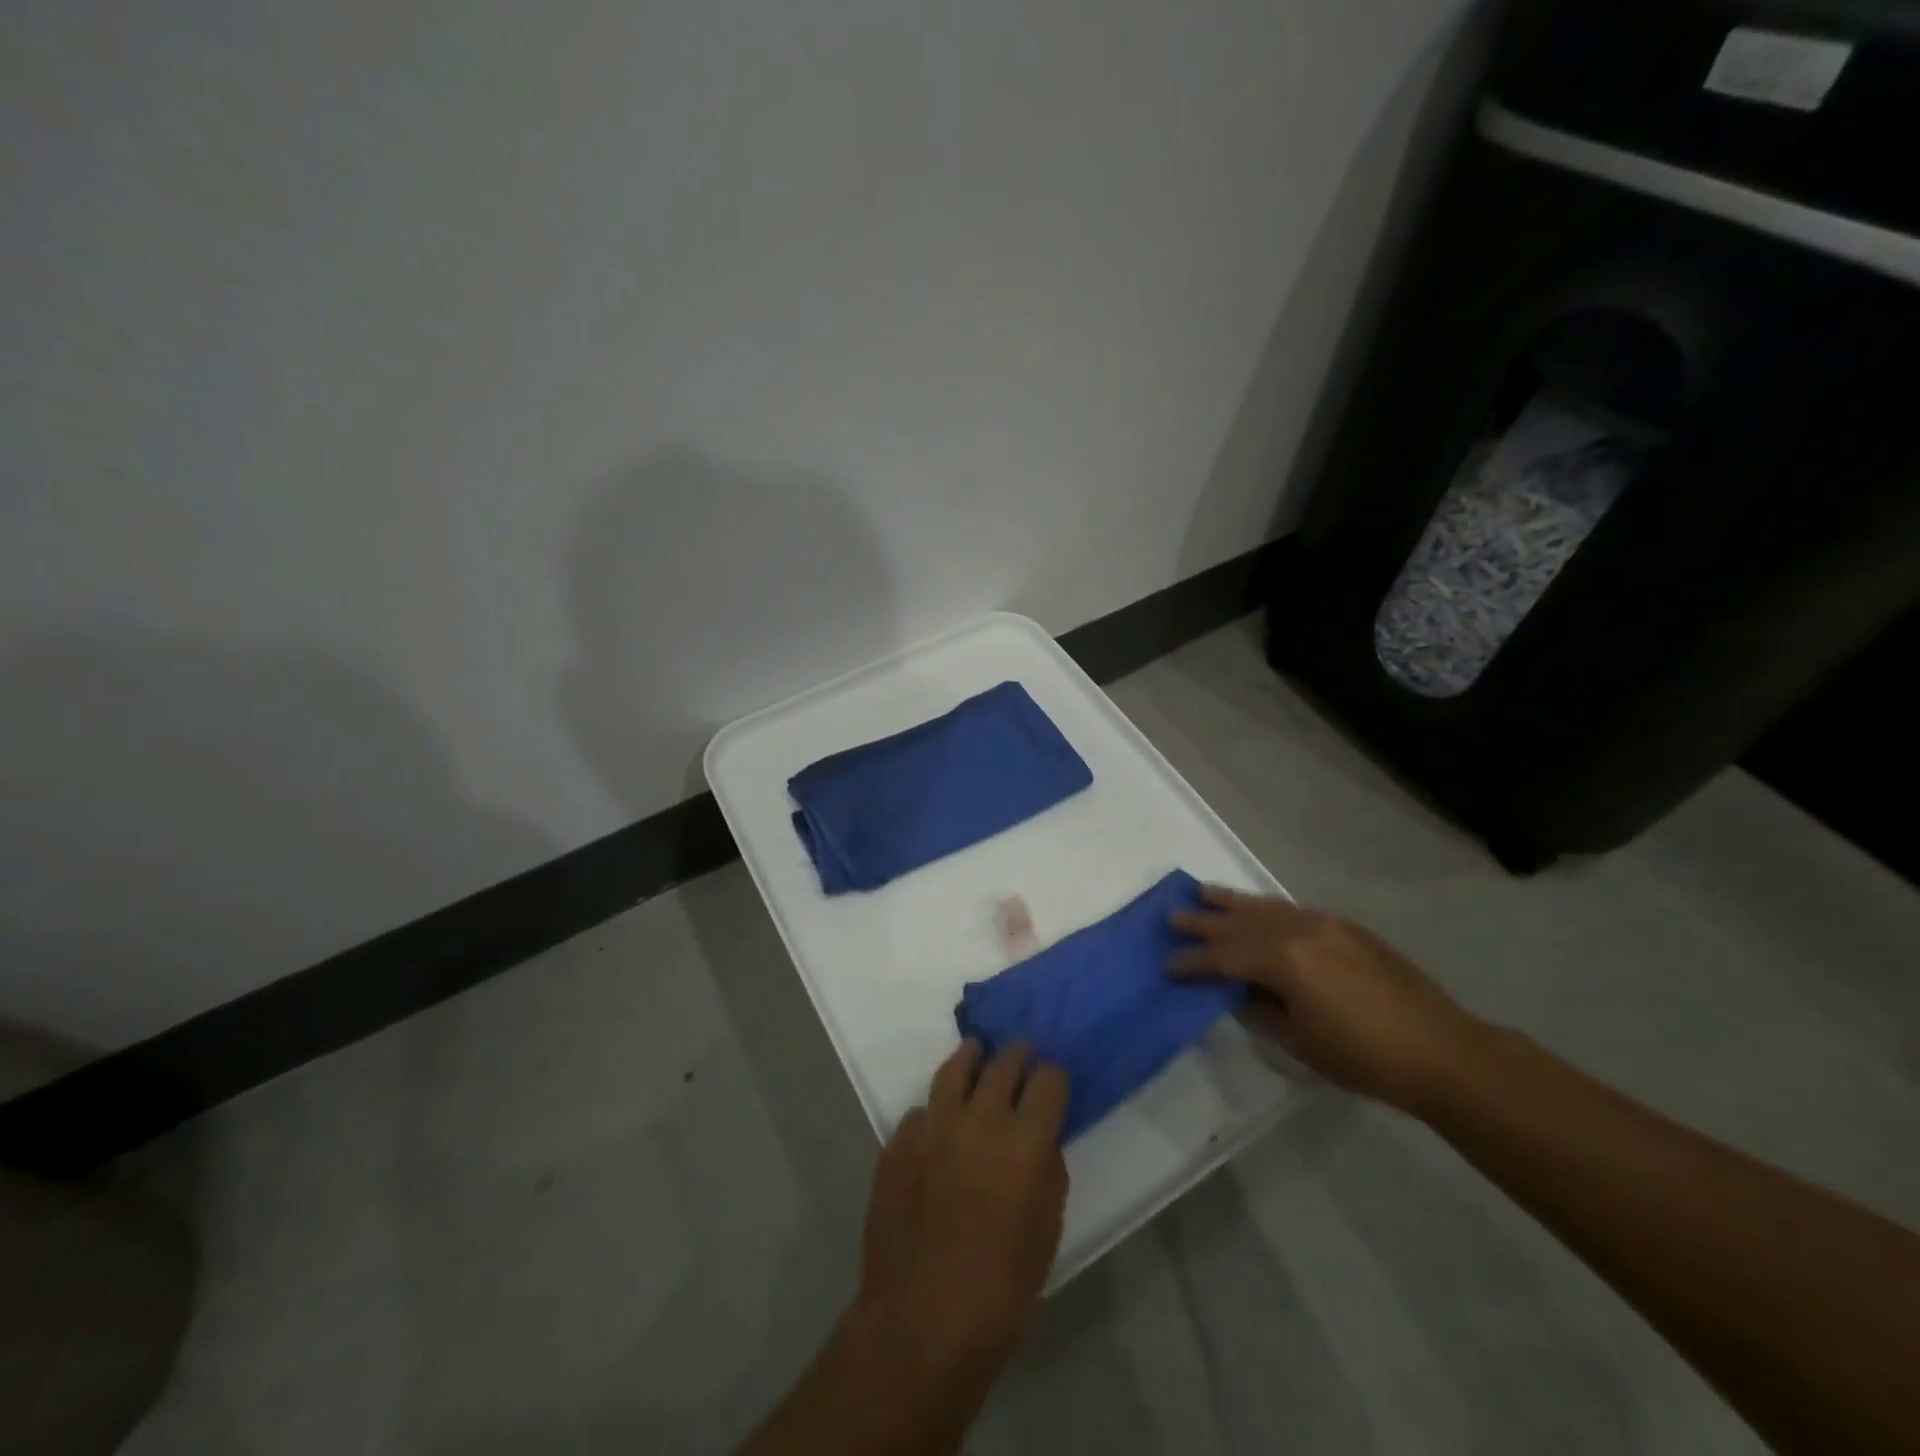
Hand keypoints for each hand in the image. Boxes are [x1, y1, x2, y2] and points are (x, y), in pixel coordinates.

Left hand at [853, 1041, 1068, 1385]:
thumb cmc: (1002, 1286)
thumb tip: (1039, 1139)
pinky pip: (922, 1110)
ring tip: (976, 1050)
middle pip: (1004, 1064)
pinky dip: (936, 1110)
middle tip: (1022, 1052)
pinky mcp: (900, 1140)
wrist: (922, 1318)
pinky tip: (939, 1121)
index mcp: (1025, 1140)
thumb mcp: (1046, 1228)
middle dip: (1017, 1055)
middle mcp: (980, 1118)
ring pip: (955, 1070)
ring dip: (971, 1058)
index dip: (1054, 1077)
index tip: (1053, 1080)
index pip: (1048, 1080)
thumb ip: (1047, 1169)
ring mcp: (934, 1125)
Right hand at [1170, 887, 1482, 1114]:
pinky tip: (1256, 910)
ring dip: (1232, 902)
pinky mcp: (1345, 927)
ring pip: (1265, 906)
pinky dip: (1266, 908)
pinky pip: (1292, 909)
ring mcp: (1325, 923)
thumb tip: (1241, 993)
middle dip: (1203, 921)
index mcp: (1283, 960)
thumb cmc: (1364, 1058)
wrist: (1442, 1051)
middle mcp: (1298, 930)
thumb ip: (1261, 1011)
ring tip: (1203, 892)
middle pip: (1239, 922)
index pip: (1223, 956)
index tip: (1168, 965)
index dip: (1192, 962)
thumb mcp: (1300, 1043)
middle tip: (1172, 917)